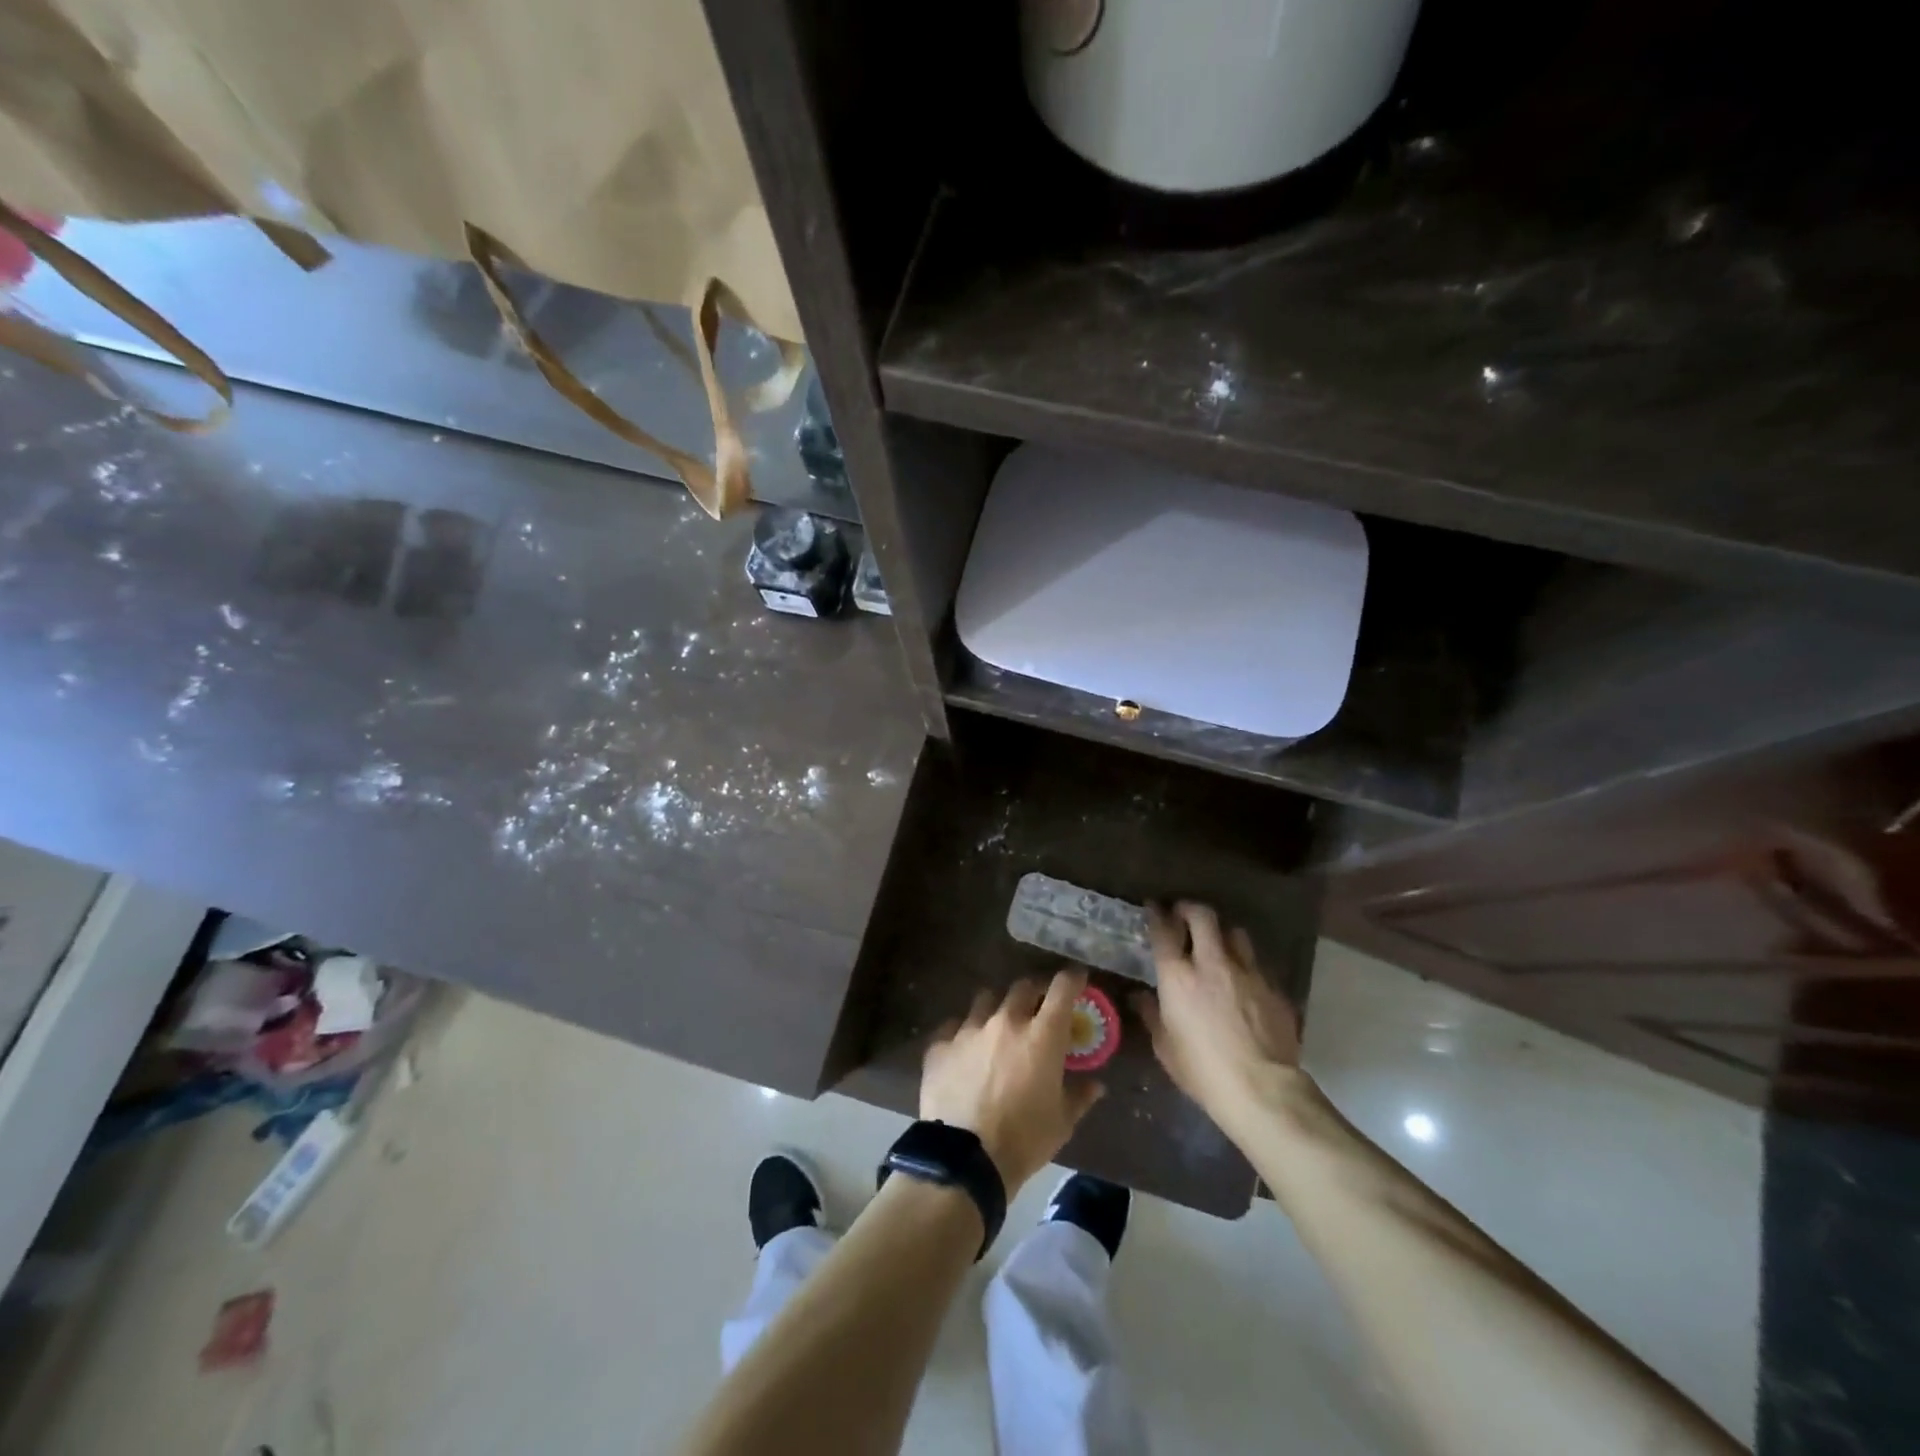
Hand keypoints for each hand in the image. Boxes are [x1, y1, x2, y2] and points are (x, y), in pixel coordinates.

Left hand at [920, 968, 1106, 1191]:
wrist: (965, 1160)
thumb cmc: (1024, 1140)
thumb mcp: (1062, 1122)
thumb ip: (1080, 1096)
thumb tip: (1096, 1085)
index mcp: (1042, 1035)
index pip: (1062, 988)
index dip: (1072, 979)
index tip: (1077, 979)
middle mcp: (1006, 1020)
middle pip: (1023, 987)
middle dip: (1034, 992)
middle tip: (1038, 1008)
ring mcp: (969, 1029)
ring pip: (986, 1000)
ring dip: (997, 1008)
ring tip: (997, 1026)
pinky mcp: (940, 1045)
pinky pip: (953, 1026)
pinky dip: (962, 1032)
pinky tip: (964, 1050)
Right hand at [1135, 902, 1304, 1132]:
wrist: (1262, 1090)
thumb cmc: (1202, 1071)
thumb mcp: (1165, 1047)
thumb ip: (1151, 1014)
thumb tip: (1140, 996)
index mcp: (1178, 976)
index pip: (1163, 930)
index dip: (1157, 914)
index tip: (1154, 907)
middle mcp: (1212, 963)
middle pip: (1203, 916)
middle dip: (1191, 909)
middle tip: (1184, 916)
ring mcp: (1248, 972)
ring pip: (1236, 933)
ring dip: (1223, 934)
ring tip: (1219, 945)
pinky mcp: (1274, 988)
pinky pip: (1258, 965)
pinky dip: (1246, 966)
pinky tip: (1244, 983)